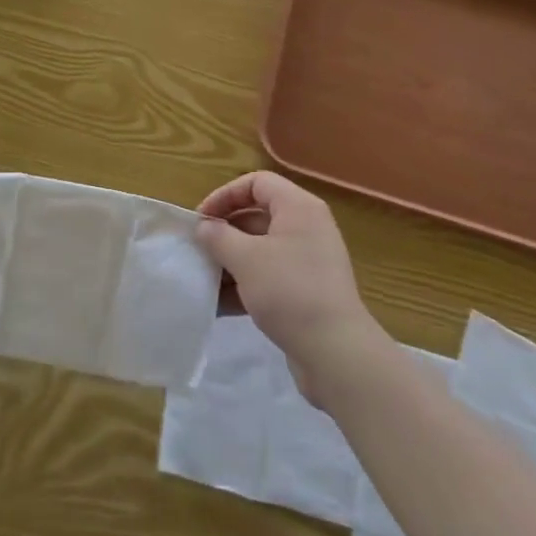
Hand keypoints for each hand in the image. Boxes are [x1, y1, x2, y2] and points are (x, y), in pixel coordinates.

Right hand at [194, 172, 384, 403]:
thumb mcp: (246, 259)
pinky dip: (246, 285)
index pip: (256, 183)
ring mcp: (308, 261)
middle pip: (257, 216)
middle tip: (199, 249)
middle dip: (225, 233)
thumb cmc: (289, 290)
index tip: (201, 219)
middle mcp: (306, 227)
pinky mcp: (306, 291)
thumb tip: (204, 227)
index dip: (225, 195)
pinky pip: (270, 276)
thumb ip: (219, 237)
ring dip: (231, 261)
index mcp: (298, 207)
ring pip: (261, 250)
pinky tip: (220, 305)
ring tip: (204, 279)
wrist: (336, 352)